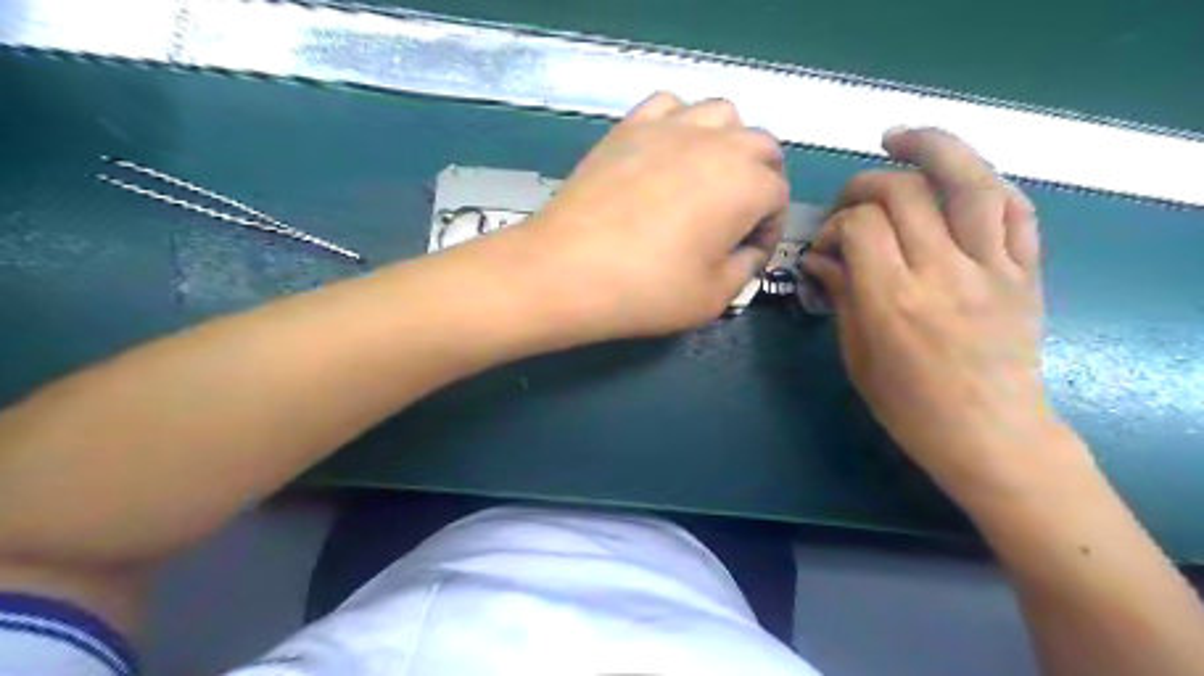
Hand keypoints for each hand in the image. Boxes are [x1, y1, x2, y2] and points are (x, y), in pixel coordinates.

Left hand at [510, 91, 786, 340]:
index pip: (778, 196)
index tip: (748, 253)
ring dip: (728, 143)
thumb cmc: (646, 290)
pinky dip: (680, 122)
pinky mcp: (629, 127)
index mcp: (746, 185)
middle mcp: (717, 143)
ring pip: (721, 114)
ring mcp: (670, 127)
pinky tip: (667, 154)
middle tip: (737, 217)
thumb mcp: (713, 297)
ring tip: (707, 178)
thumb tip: (749, 249)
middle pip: (761, 146)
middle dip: (761, 180)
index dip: (769, 228)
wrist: (566, 270)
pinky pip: (669, 105)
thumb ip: (745, 268)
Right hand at [802, 127, 1054, 494]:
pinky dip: (984, 181)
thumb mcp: (857, 356)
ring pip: (970, 182)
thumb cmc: (909, 405)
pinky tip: (958, 177)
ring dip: (933, 147)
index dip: (836, 223)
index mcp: (893, 301)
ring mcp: (992, 268)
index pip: (861, 225)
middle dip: (866, 184)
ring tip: (901, 138)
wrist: (989, 435)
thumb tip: (821, 259)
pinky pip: (1015, 209)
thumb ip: (841, 297)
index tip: (826, 245)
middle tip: (850, 202)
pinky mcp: (1024, 271)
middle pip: (905, 193)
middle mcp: (943, 273)